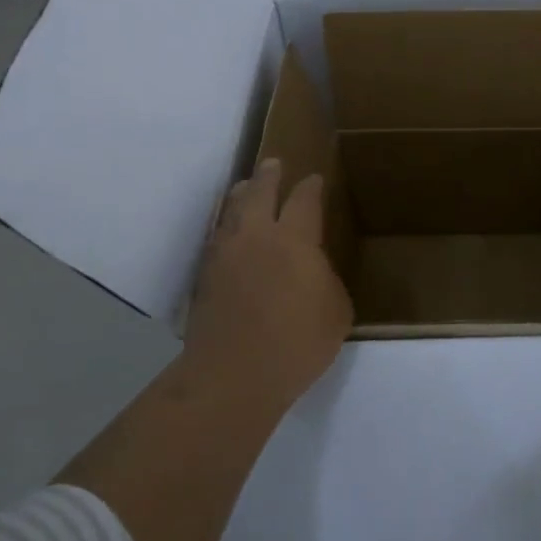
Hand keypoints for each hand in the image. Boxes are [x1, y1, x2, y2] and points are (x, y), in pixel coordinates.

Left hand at [184, 158, 353, 414]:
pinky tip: (228, 232)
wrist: (233, 375)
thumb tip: (314, 271)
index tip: (315, 179)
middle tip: (273, 164)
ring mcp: (225, 254)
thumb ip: (327, 281)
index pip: (304, 200)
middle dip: (268, 176)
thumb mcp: (336, 312)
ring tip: (245, 189)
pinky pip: (216, 238)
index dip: (311, 187)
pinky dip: (225, 226)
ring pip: (232, 211)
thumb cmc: (296, 343)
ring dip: (242, 195)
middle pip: (260, 192)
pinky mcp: (204, 277)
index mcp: (295, 239)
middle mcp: (257, 235)